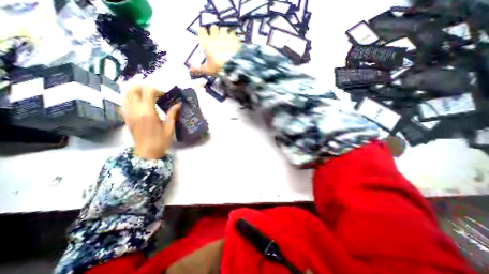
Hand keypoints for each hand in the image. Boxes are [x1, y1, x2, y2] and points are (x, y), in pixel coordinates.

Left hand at [122, 85, 181, 157]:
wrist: (146, 153)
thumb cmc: (161, 141)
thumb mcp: (169, 128)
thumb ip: (172, 114)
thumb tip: (178, 104)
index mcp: (148, 112)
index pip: (148, 92)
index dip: (157, 90)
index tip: (164, 96)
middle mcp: (136, 110)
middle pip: (134, 89)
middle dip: (145, 88)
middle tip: (154, 94)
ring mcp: (128, 113)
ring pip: (126, 94)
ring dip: (137, 92)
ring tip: (147, 97)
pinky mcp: (125, 117)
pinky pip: (124, 102)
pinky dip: (131, 99)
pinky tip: (139, 104)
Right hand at [190, 25, 240, 75]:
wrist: (232, 66)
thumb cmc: (218, 68)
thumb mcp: (208, 70)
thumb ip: (199, 68)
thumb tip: (190, 69)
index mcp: (207, 44)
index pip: (202, 31)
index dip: (203, 32)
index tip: (204, 35)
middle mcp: (215, 38)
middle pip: (213, 27)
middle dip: (214, 31)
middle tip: (216, 37)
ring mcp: (225, 37)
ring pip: (223, 29)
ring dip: (223, 33)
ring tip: (225, 38)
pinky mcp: (234, 40)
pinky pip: (232, 34)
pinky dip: (232, 37)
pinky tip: (232, 42)